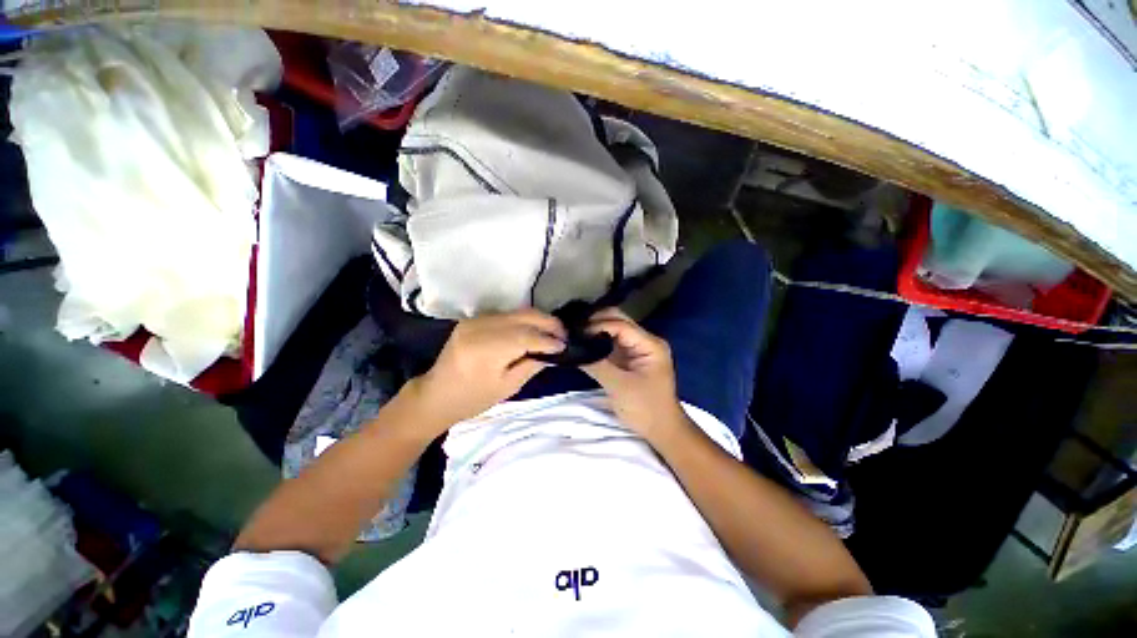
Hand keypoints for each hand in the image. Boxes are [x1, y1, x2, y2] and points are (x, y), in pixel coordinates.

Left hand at [404, 309, 565, 433]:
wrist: (436, 394)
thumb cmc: (473, 398)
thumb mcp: (508, 387)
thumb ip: (532, 365)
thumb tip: (553, 351)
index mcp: (486, 350)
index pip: (527, 336)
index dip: (549, 340)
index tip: (565, 345)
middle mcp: (480, 328)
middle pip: (524, 317)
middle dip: (548, 323)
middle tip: (564, 334)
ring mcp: (475, 320)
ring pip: (517, 312)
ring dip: (538, 320)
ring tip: (553, 332)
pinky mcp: (474, 319)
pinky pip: (507, 315)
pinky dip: (524, 320)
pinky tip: (534, 329)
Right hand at [582, 308, 685, 439]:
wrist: (661, 429)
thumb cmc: (645, 408)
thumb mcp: (619, 386)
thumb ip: (596, 364)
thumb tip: (573, 348)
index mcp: (650, 345)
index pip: (620, 325)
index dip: (597, 325)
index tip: (576, 332)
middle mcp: (645, 341)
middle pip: (618, 321)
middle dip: (595, 322)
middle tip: (572, 331)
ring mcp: (637, 348)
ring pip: (613, 329)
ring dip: (595, 330)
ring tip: (574, 335)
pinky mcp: (629, 357)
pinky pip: (611, 342)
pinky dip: (597, 341)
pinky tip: (583, 344)